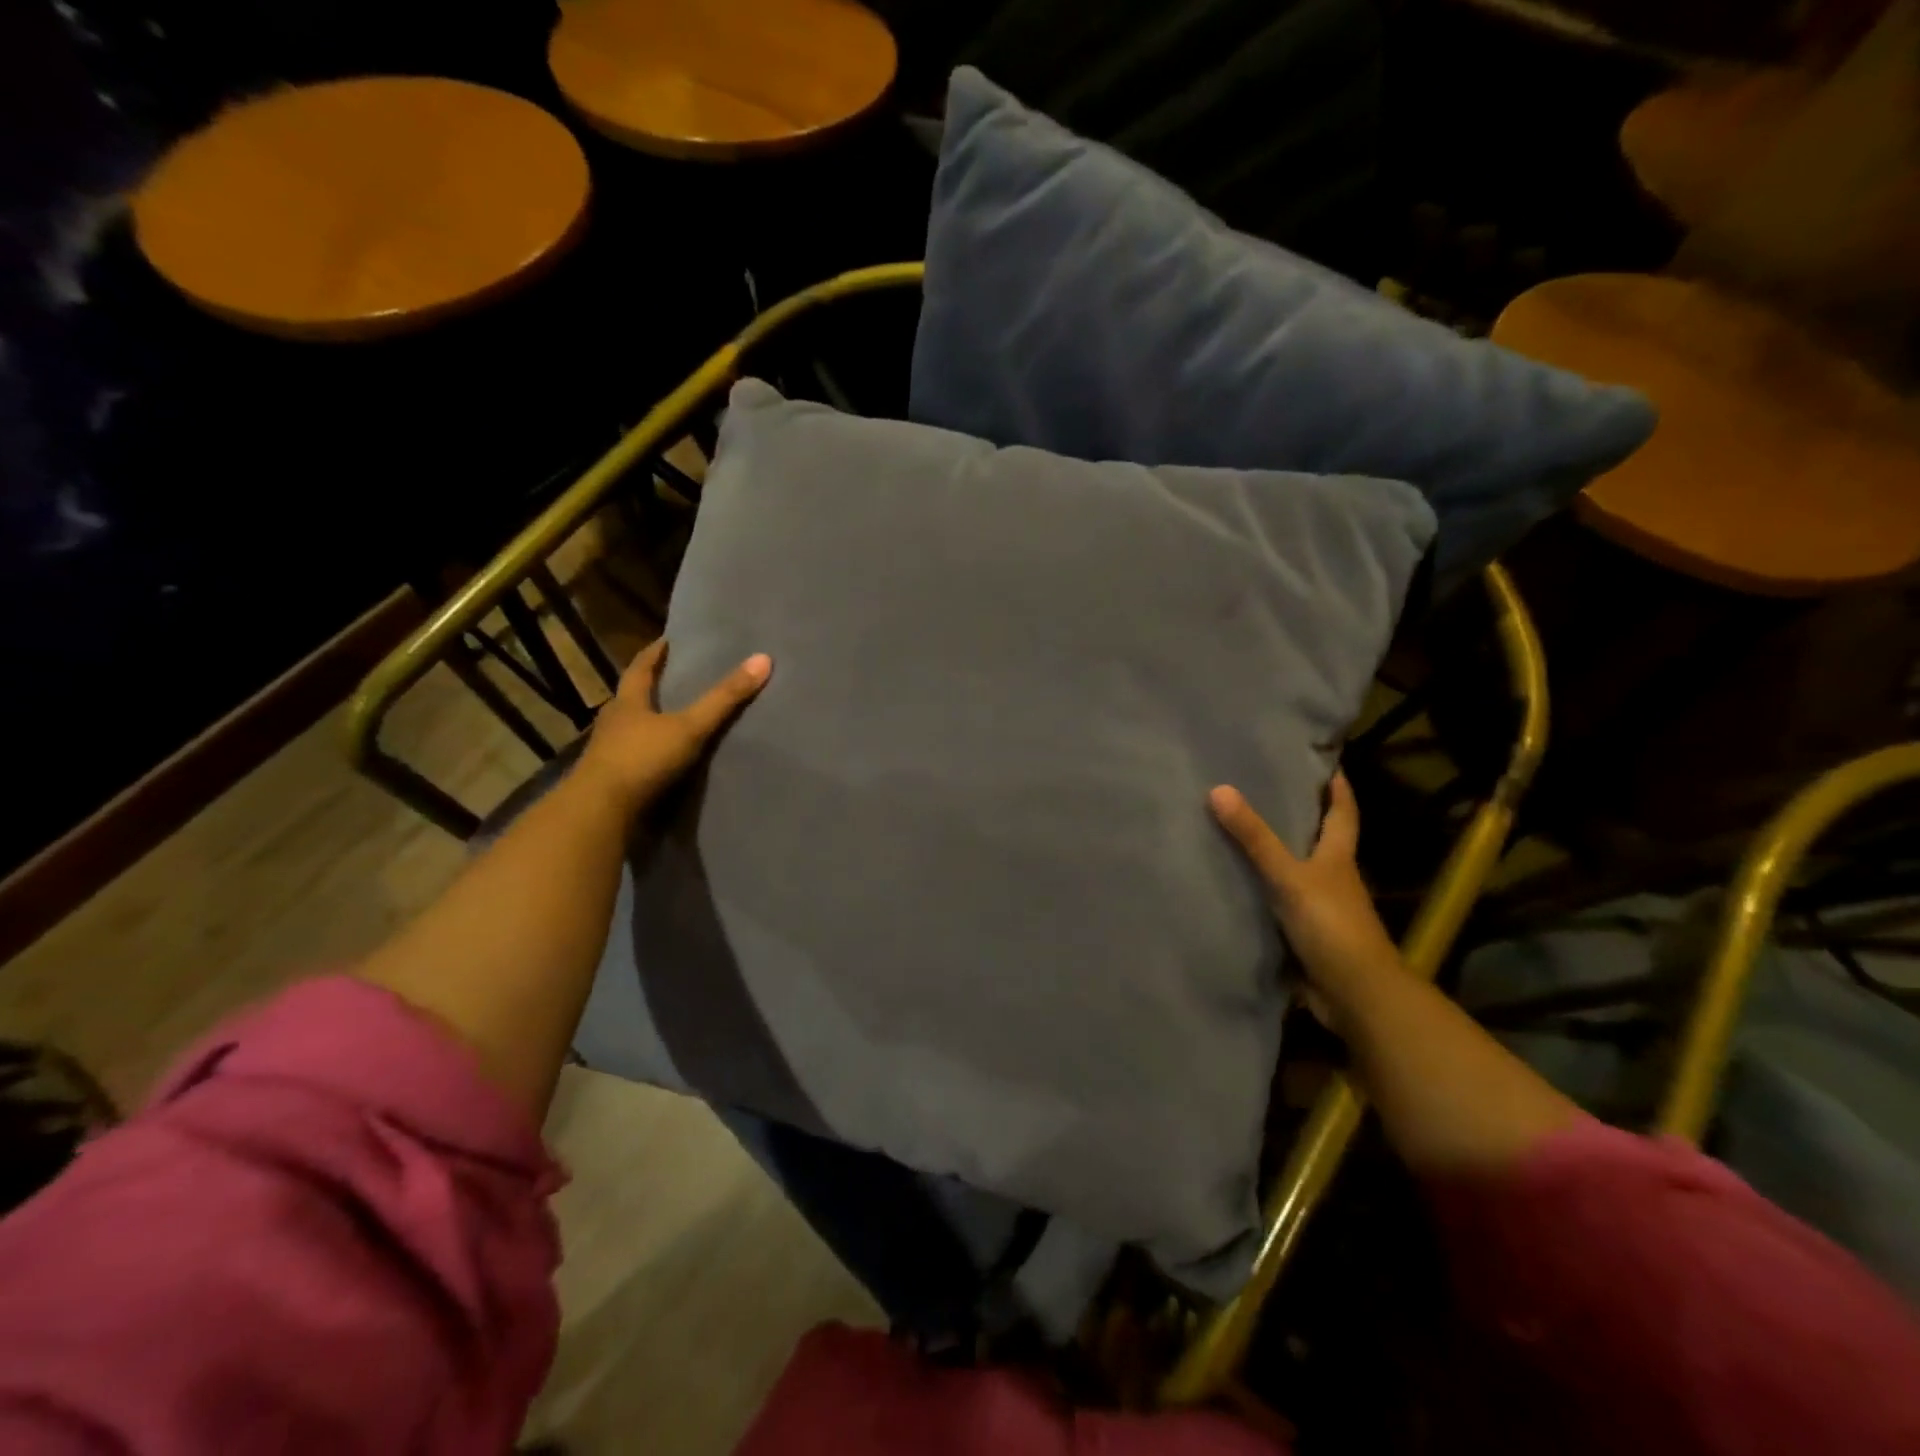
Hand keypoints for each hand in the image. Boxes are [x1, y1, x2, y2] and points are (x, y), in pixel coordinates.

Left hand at [577, 639, 771, 814]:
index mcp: (627, 702)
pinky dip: (650, 753)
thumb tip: (763, 659)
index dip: (654, 654)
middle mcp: (613, 722)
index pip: (640, 668)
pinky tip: (665, 759)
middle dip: (652, 688)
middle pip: (633, 698)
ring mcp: (608, 753)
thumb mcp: (690, 727)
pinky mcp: (612, 780)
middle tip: (676, 678)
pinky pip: (634, 758)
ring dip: (650, 723)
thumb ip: (724, 698)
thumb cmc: (642, 759)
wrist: (600, 813)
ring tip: (676, 720)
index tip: (667, 641)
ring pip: (632, 729)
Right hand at [1209, 773, 1399, 1029]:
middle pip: (1320, 840)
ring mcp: (1321, 909)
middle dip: (1300, 818)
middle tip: (1265, 791)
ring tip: (1239, 833)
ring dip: (1276, 857)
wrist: (1355, 995)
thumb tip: (1219, 789)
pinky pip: (1279, 905)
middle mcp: (1333, 879)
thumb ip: (1255, 838)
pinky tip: (1237, 886)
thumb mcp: (1289, 876)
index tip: (1327, 764)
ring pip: (1297, 873)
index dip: (1337, 788)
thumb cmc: (1331, 926)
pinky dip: (1263, 892)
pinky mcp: (1305, 935)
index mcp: (1338, 858)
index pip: (1342, 813)